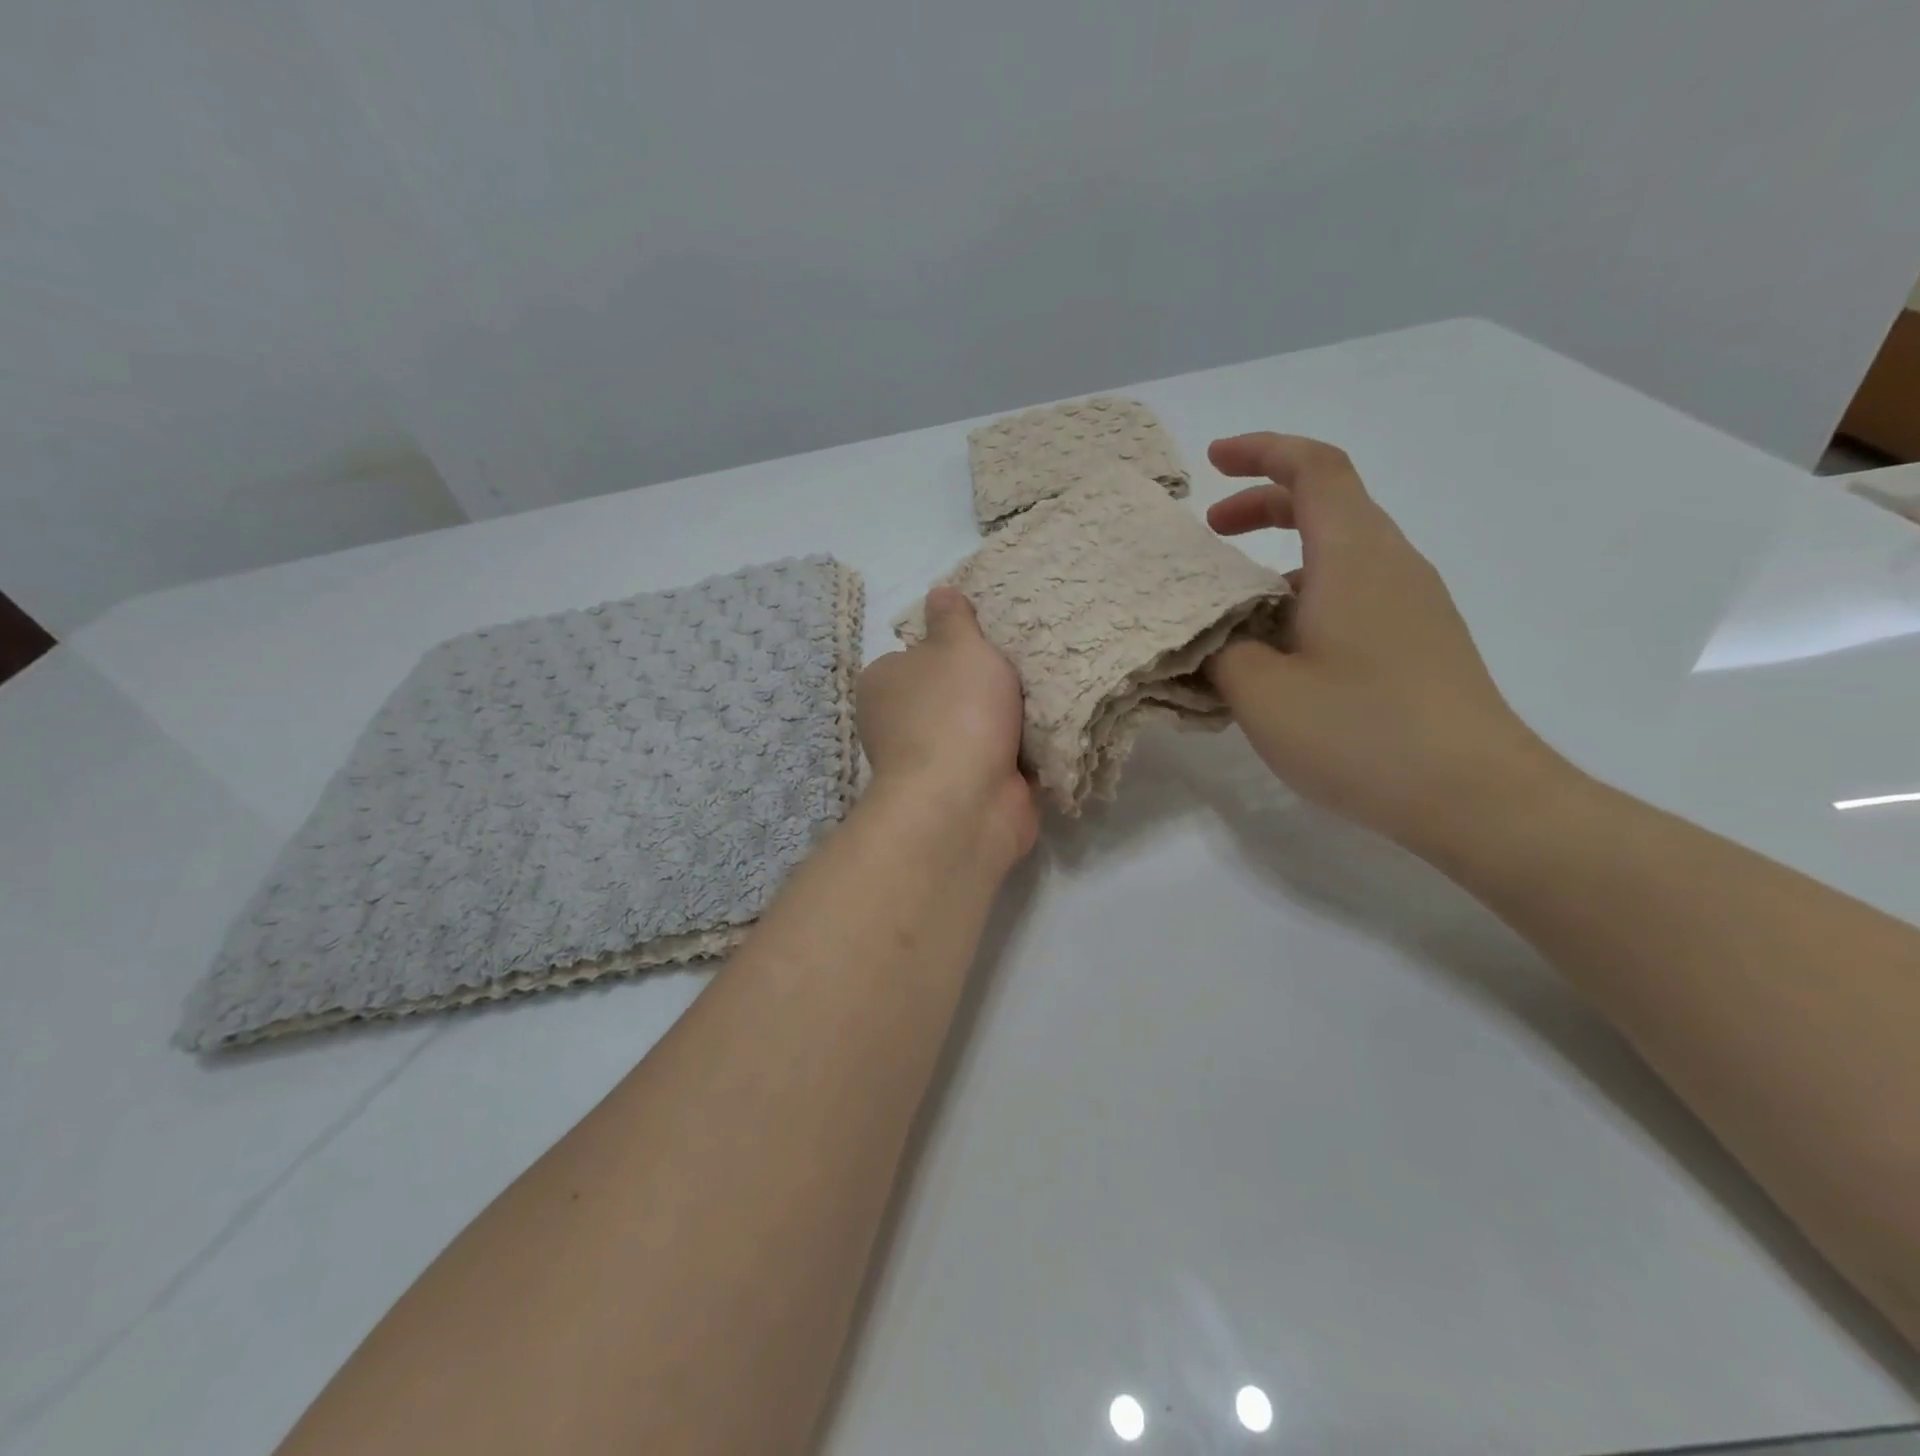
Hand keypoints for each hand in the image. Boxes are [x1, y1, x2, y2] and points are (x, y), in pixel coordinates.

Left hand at [856, 588, 1037, 867]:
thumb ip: (953, 619)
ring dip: (1006, 722)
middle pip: (949, 693)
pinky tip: (1048, 735)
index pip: (915, 656)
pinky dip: (1018, 754)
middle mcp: (897, 724)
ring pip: (975, 728)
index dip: (952, 649)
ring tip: (1044, 699)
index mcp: (883, 684)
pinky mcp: (962, 792)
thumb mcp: (958, 646)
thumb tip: (939, 592)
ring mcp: (930, 762)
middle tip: (1025, 669)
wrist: (966, 801)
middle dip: (986, 687)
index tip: (988, 645)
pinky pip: (996, 761)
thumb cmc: (955, 710)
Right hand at [1204, 433, 1565, 854]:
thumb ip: (1222, 652)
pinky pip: (1356, 592)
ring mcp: (1414, 604)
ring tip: (1234, 605)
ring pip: (1342, 552)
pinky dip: (1307, 594)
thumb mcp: (1262, 694)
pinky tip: (1280, 650)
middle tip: (1211, 531)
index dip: (1262, 450)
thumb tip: (1215, 637)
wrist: (1476, 796)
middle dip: (1264, 505)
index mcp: (1355, 557)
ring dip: (1282, 558)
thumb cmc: (1362, 733)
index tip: (1213, 460)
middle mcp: (1392, 565)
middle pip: (1330, 503)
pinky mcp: (1421, 641)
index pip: (1315, 468)